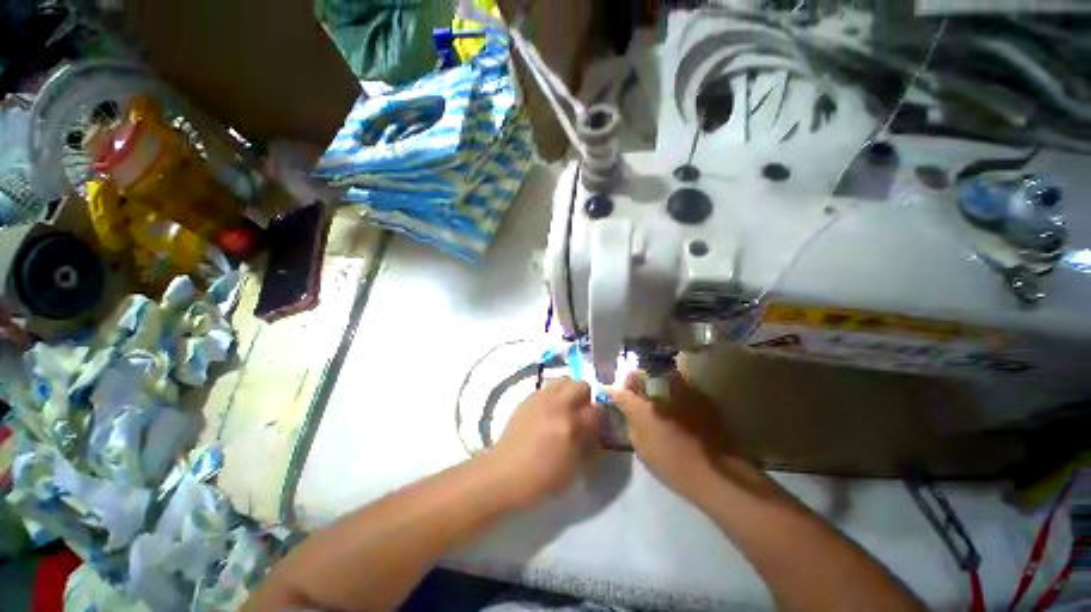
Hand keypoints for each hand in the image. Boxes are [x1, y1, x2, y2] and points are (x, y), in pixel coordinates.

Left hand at [491, 378, 601, 506]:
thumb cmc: (540, 479)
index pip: (597, 410)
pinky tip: (549, 410)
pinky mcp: (528, 398)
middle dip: (586, 398)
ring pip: (564, 380)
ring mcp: (541, 399)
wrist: (504, 473)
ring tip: (565, 408)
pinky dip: (554, 394)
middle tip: (581, 413)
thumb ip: (589, 448)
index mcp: (571, 426)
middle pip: (581, 385)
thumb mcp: (573, 471)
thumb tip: (597, 434)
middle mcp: (558, 406)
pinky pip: (548, 387)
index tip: (598, 426)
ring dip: (569, 392)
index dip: (600, 418)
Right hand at [608, 370, 733, 498]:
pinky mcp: (700, 396)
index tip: (609, 393)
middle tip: (632, 388)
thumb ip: (631, 424)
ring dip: (655, 381)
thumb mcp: (641, 448)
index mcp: (642, 407)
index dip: (613, 391)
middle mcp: (660, 392)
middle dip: (633, 379)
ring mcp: (682, 390)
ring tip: (654, 392)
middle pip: (641, 375)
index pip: (620, 391)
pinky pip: (682, 385)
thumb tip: (626, 412)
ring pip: (662, 375)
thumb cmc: (671, 464)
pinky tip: (677, 402)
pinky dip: (675, 390)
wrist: (714, 471)